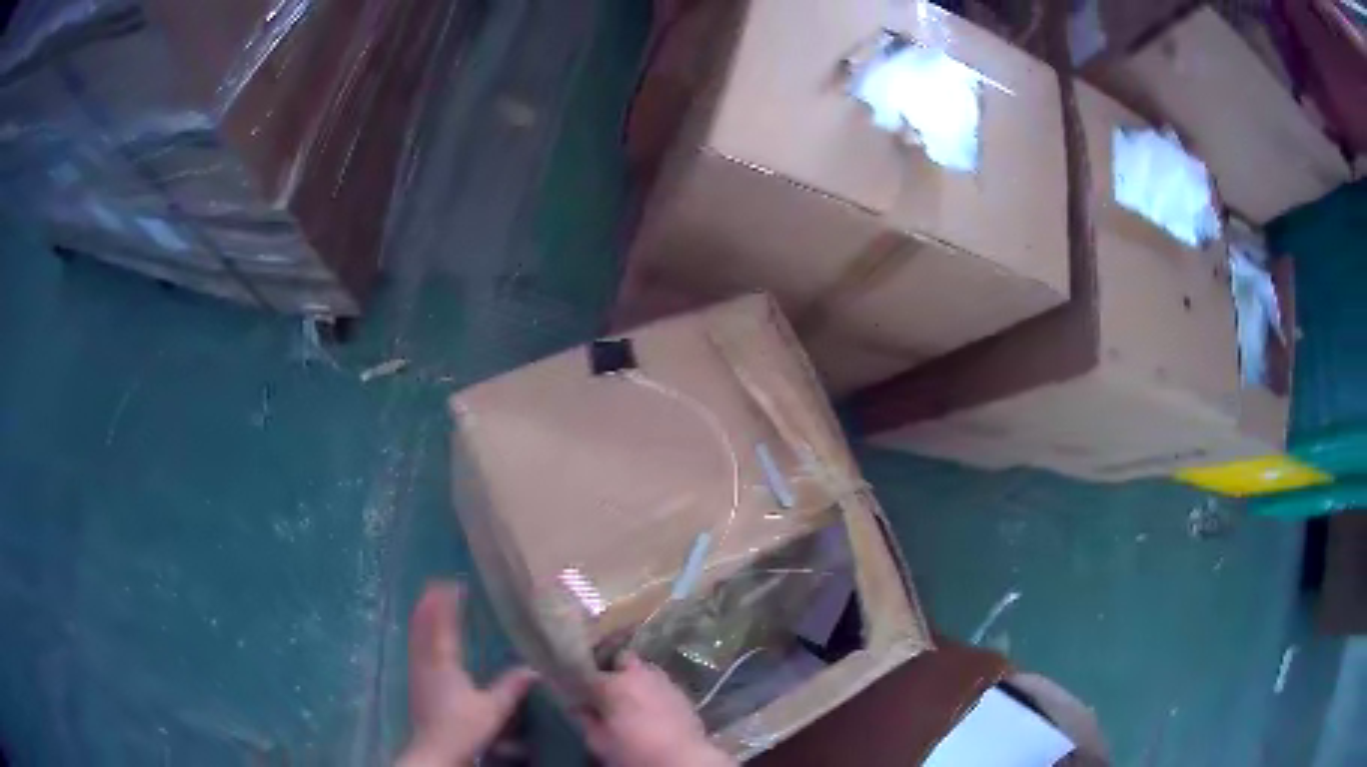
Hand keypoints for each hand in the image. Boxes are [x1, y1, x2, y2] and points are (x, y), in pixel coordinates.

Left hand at [397, 582, 536, 766]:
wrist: (435, 750)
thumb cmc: (463, 727)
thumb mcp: (493, 709)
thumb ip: (511, 687)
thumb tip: (533, 669)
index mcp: (444, 661)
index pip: (443, 623)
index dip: (447, 602)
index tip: (455, 582)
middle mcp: (426, 660)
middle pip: (423, 624)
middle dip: (430, 602)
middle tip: (439, 584)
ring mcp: (417, 671)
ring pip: (416, 634)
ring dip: (422, 615)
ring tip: (428, 600)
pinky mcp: (415, 682)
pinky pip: (415, 646)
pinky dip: (419, 632)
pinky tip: (424, 635)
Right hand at [580, 654, 734, 766]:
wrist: (682, 759)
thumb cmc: (634, 751)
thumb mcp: (599, 741)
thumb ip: (587, 720)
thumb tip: (581, 708)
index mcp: (613, 684)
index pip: (587, 672)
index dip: (581, 681)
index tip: (578, 692)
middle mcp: (639, 675)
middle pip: (620, 660)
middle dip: (612, 670)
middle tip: (605, 690)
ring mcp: (663, 681)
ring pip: (643, 669)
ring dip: (634, 678)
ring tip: (628, 697)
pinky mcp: (681, 692)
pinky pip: (659, 683)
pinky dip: (651, 690)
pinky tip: (649, 705)